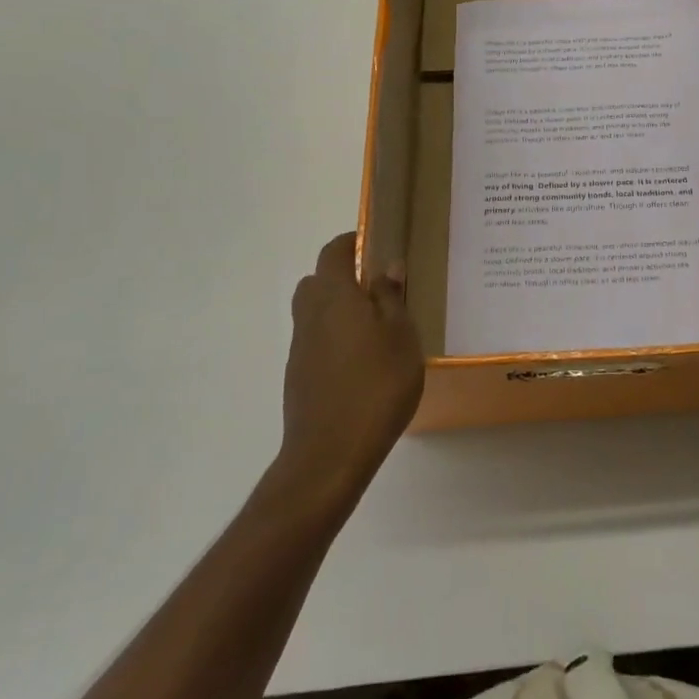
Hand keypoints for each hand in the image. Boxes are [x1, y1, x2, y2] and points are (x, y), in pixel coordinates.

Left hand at [280, 233, 424, 503]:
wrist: (329, 455)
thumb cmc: (375, 387)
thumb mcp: (401, 337)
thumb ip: (391, 298)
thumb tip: (386, 267)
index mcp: (334, 296)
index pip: (334, 252)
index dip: (351, 242)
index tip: (374, 245)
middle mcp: (310, 315)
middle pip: (317, 281)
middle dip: (342, 277)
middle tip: (378, 290)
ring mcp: (300, 347)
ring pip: (315, 312)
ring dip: (338, 310)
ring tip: (375, 329)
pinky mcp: (298, 377)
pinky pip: (316, 342)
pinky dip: (334, 340)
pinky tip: (362, 364)